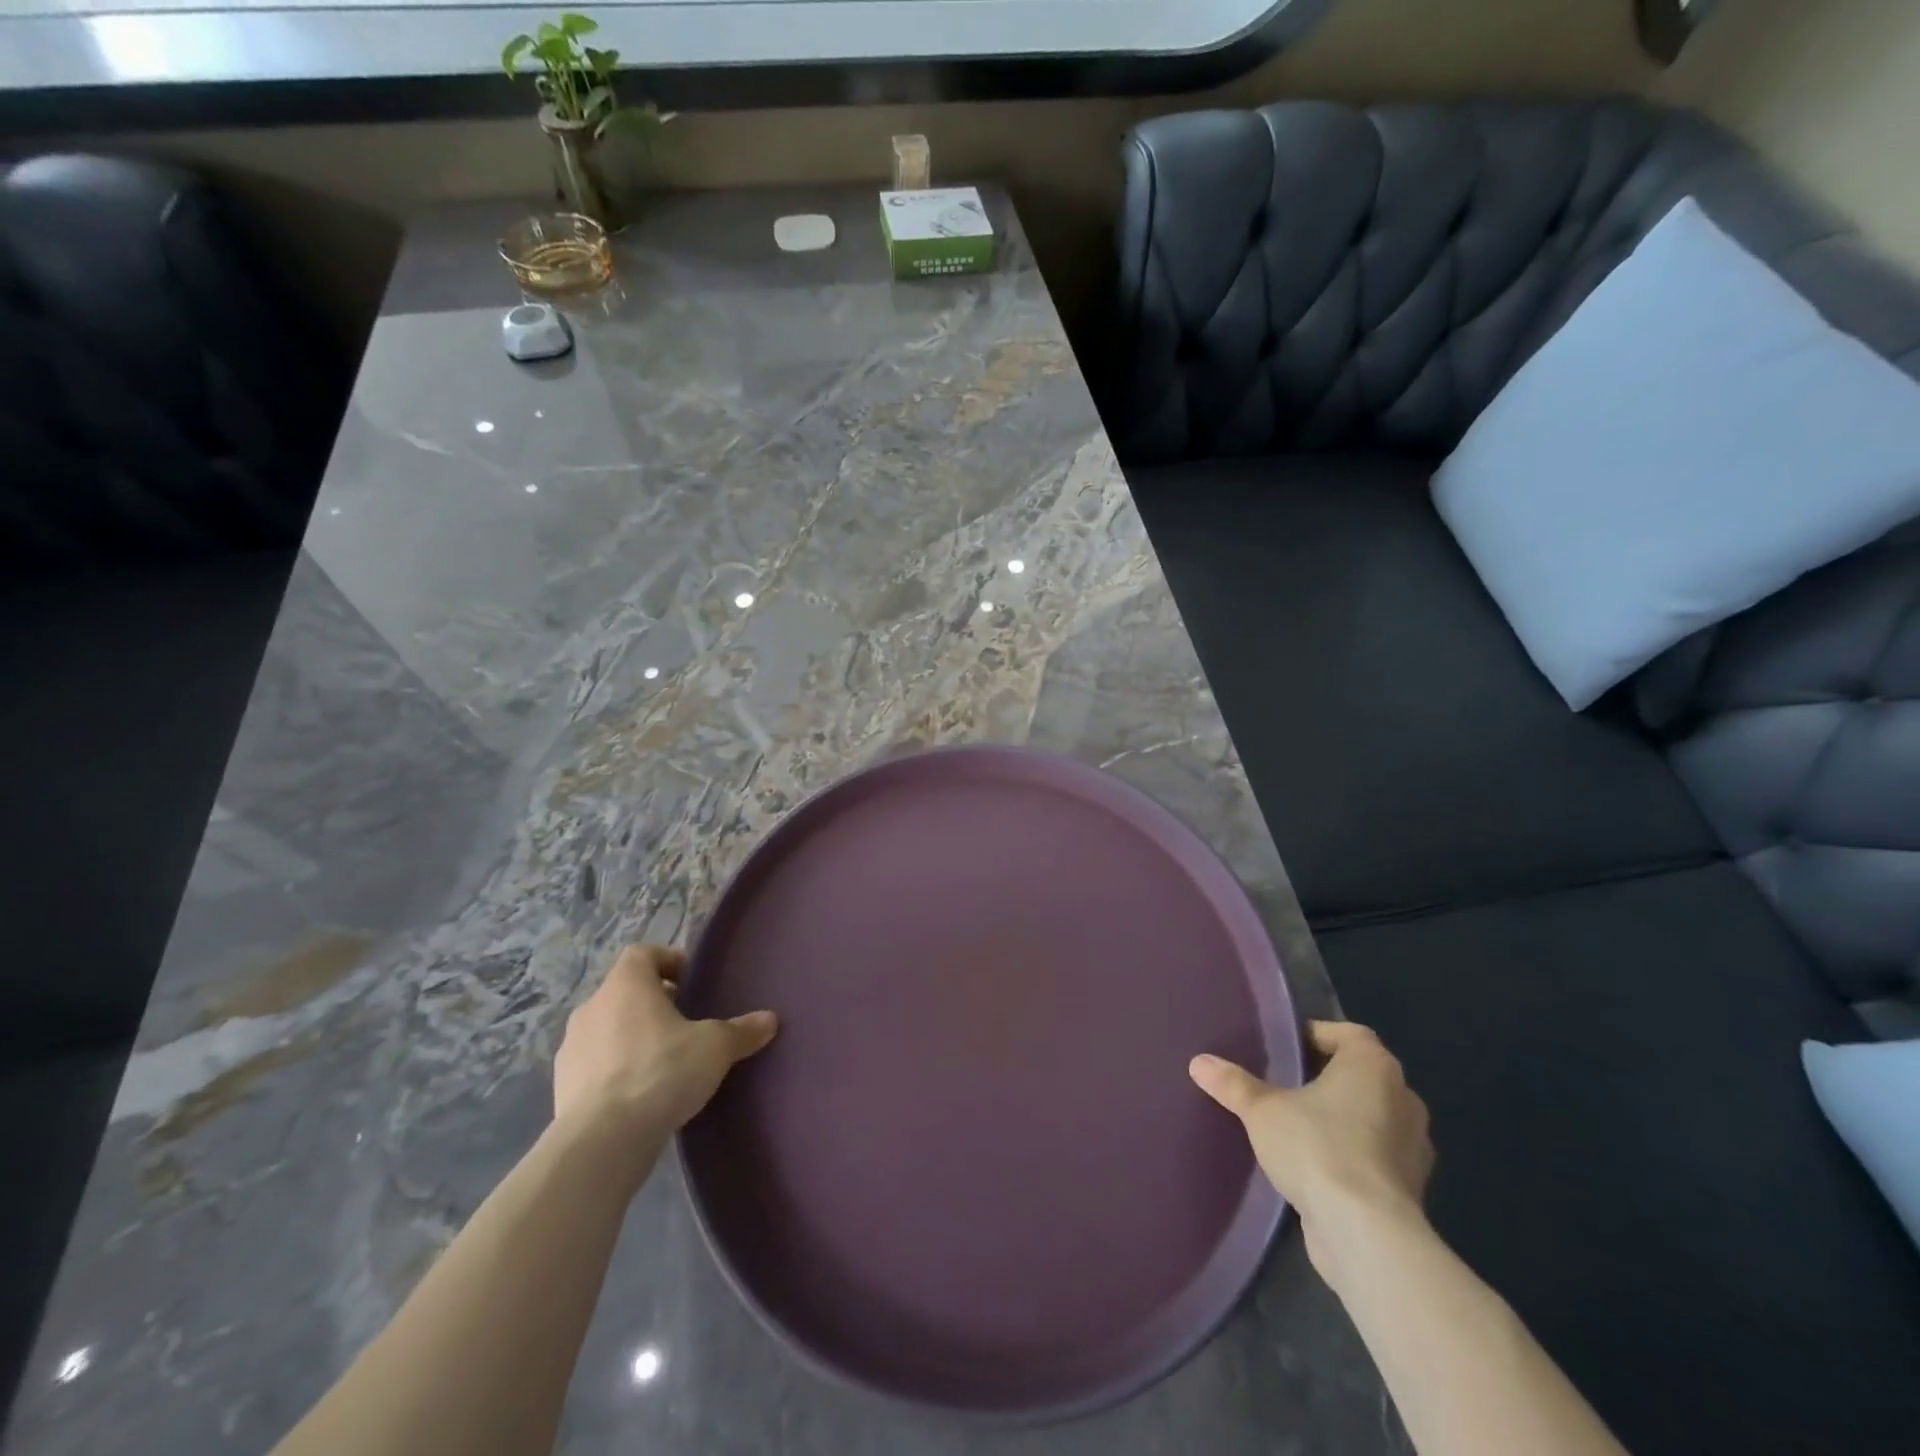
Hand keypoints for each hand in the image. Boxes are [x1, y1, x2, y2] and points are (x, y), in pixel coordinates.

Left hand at [554, 945, 777, 1137]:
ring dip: (631, 1036)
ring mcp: (571, 1048)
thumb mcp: (716, 1047)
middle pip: (624, 991)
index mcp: (626, 985)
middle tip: (684, 1024)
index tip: (690, 982)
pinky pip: (594, 1065)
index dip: (668, 961)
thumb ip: (742, 1030)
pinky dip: (614, 1070)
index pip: (642, 954)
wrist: (602, 1141)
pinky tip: (639, 1094)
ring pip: (607, 1028)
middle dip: (653, 1003)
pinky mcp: (561, 1086)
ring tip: (663, 1062)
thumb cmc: (661, 1072)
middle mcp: (592, 1007)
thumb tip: (770, 1020)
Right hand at [1191, 1021, 1433, 1285]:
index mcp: (1374, 1065)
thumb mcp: (1262, 1110)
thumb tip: (1199, 1062)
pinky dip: (1351, 1155)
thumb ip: (1233, 1084)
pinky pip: (1375, 1155)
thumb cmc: (1318, 1148)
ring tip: (1296, 1127)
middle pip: (1359, 1075)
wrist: (1367, 1235)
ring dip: (1340, 1119)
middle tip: (1283, 1085)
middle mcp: (1403, 1097)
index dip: (1314, 1037)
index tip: (1283, 1051)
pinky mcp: (1410, 1187)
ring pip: (1370, 1116)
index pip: (1346, 1034)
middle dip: (1324, 1079)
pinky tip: (1316, 1167)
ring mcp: (1413, 1146)